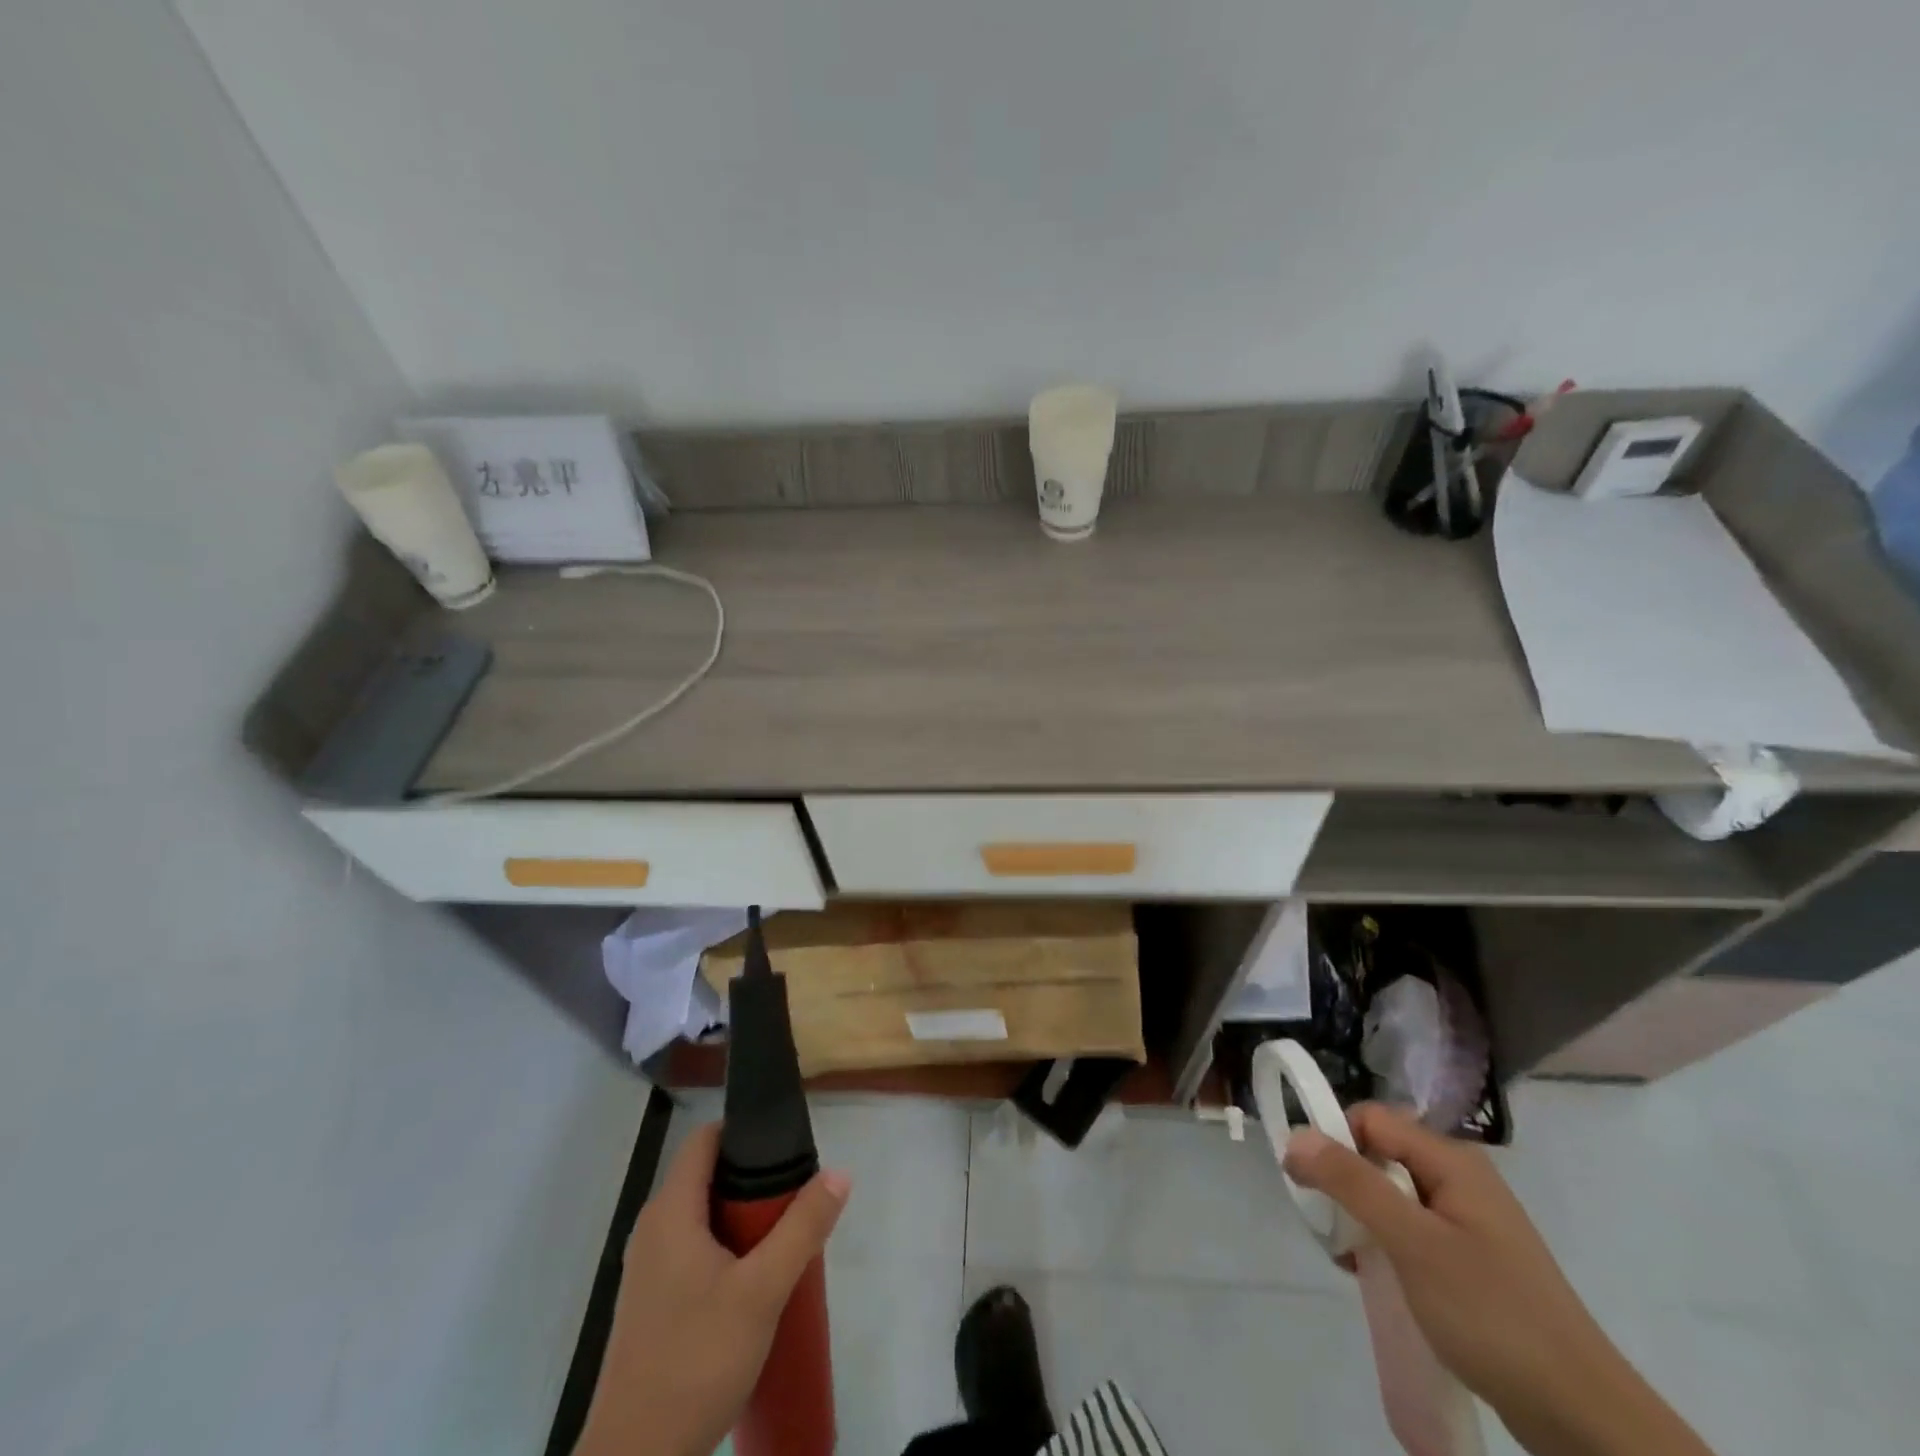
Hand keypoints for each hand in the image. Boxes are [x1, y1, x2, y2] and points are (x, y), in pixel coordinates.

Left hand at [578, 1123, 850, 1455]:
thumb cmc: (695, 1362)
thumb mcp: (762, 1292)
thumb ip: (802, 1228)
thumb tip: (839, 1172)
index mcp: (670, 1212)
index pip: (705, 1139)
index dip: (744, 1131)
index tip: (785, 1145)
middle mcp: (653, 1229)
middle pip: (706, 1175)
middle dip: (753, 1178)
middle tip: (796, 1193)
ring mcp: (649, 1268)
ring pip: (702, 1215)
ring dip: (743, 1216)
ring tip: (785, 1232)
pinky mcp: (653, 1302)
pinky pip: (694, 1248)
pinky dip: (726, 1246)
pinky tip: (756, 1278)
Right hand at [1284, 1104, 1712, 1455]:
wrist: (1582, 1417)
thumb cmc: (1492, 1314)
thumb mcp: (1412, 1243)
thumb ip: (1351, 1183)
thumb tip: (1294, 1135)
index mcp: (1451, 1160)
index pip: (1369, 1119)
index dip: (1334, 1142)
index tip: (1313, 1187)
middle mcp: (1459, 1178)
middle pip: (1377, 1155)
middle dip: (1345, 1188)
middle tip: (1334, 1234)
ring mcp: (1468, 1220)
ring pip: (1390, 1195)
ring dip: (1362, 1221)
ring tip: (1353, 1263)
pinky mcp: (1470, 1259)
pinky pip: (1410, 1230)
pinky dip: (1385, 1246)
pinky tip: (1378, 1279)